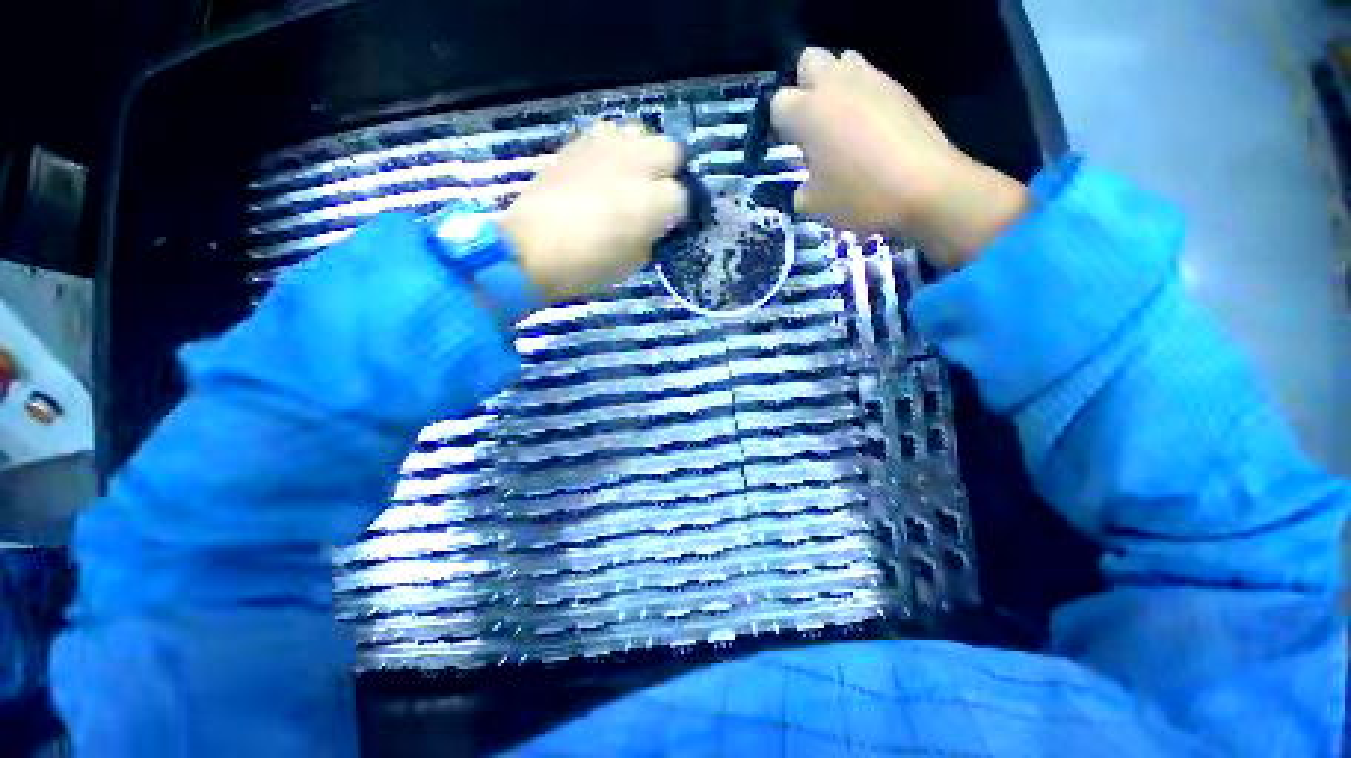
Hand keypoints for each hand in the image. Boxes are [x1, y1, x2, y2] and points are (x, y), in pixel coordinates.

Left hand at [500, 123, 688, 302]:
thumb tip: (655, 222)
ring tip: (630, 177)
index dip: (677, 211)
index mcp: (651, 203)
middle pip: (670, 150)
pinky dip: (614, 149)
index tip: (668, 222)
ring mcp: (605, 149)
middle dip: (669, 172)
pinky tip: (604, 170)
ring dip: (643, 155)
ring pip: (641, 133)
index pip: (683, 195)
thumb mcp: (634, 263)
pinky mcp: (578, 144)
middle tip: (656, 194)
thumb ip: (652, 235)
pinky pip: (609, 133)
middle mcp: (635, 167)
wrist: (531, 251)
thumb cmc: (587, 268)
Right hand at [771, 48, 1032, 266]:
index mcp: (808, 112)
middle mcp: (837, 85)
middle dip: (805, 87)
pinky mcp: (900, 88)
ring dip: (837, 87)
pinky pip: (873, 82)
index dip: (781, 125)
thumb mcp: (815, 206)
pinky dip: (866, 99)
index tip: (793, 146)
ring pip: (844, 62)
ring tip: (844, 124)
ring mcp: (873, 81)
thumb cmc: (860, 196)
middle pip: (809, 61)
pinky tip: (874, 132)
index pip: (779, 103)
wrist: (927, 187)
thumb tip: (807, 187)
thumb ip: (803, 190)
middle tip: (814, 124)